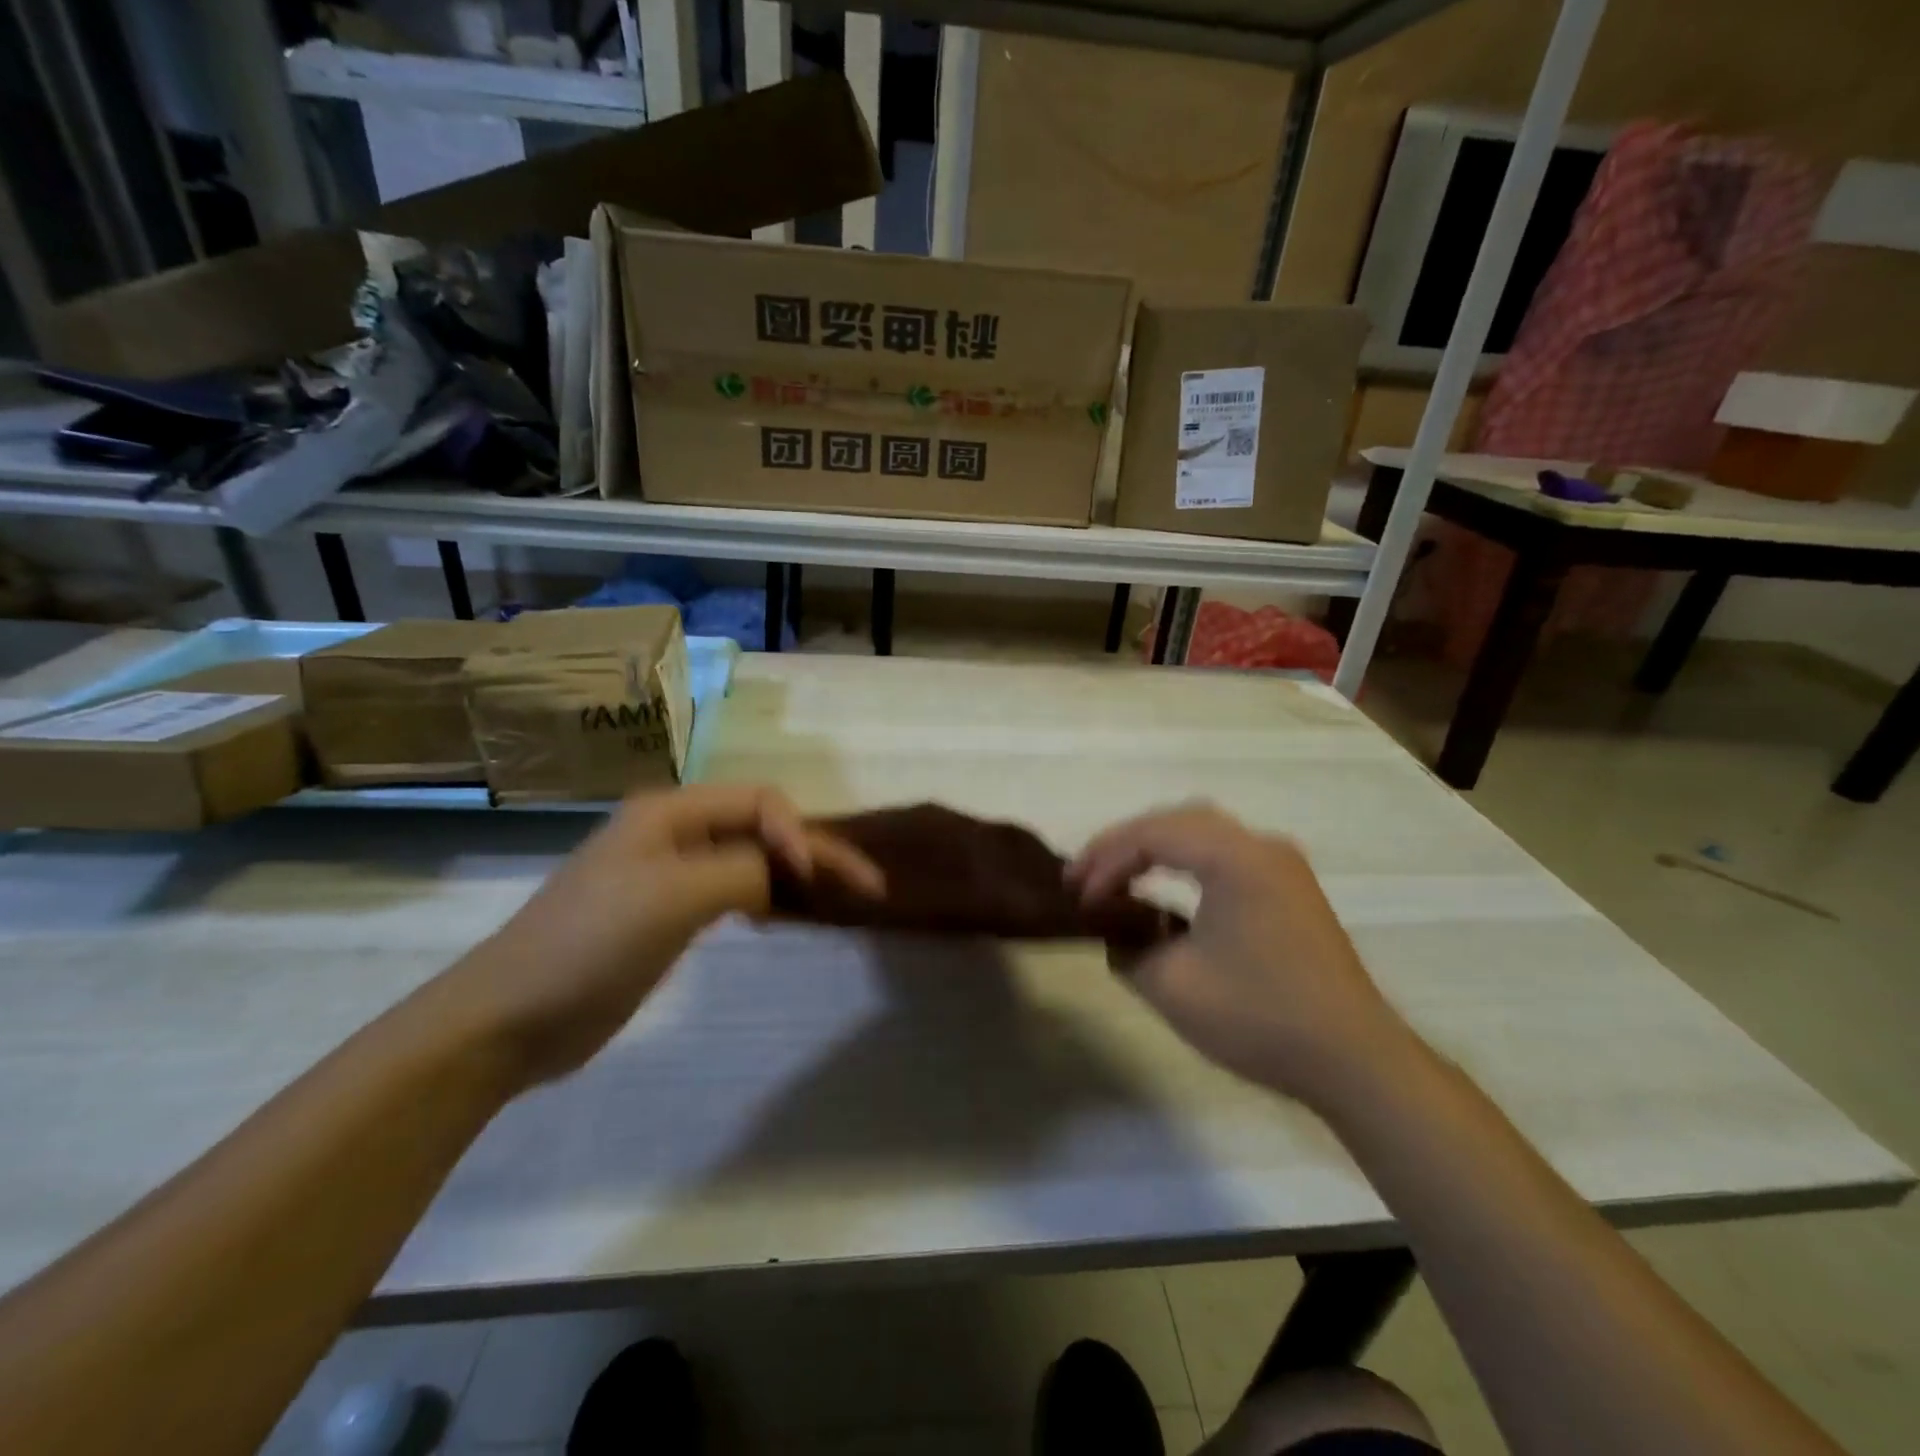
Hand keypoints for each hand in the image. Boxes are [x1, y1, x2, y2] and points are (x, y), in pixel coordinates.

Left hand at [444, 785, 882, 1086]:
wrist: (508, 1018)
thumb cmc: (592, 944)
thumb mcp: (676, 895)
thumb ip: (744, 870)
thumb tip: (785, 874)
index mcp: (671, 813)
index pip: (760, 802)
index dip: (800, 833)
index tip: (818, 882)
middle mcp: (673, 833)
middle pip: (761, 827)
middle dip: (812, 852)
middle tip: (865, 888)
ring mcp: (667, 875)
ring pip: (749, 859)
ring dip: (793, 874)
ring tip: (833, 900)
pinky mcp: (665, 914)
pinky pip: (731, 891)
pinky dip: (765, 898)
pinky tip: (778, 918)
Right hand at [1068, 804, 1412, 1104]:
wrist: (1355, 1060)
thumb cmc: (1260, 1017)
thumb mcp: (1172, 985)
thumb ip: (1127, 948)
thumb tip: (1115, 933)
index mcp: (1235, 857)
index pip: (1152, 834)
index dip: (1105, 860)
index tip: (1076, 896)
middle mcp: (1261, 846)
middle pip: (1177, 821)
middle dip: (1124, 845)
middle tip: (1085, 877)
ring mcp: (1282, 865)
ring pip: (1202, 833)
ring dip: (1154, 849)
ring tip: (1116, 879)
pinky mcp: (1291, 888)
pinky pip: (1225, 855)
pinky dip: (1185, 862)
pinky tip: (1165, 893)